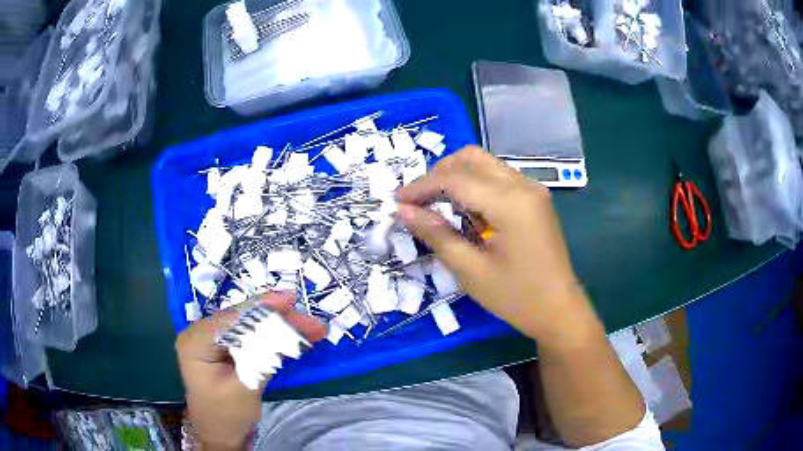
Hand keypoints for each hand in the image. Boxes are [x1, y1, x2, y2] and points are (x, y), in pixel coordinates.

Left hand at [176, 292, 325, 449]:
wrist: (220, 433)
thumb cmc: (227, 415)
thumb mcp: (245, 388)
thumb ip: (261, 357)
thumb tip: (285, 330)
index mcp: (195, 341)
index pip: (230, 319)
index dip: (262, 307)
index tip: (290, 301)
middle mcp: (200, 333)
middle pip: (242, 319)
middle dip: (278, 319)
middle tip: (312, 323)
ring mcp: (212, 338)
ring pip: (250, 325)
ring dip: (280, 327)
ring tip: (310, 329)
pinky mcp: (225, 346)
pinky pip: (250, 335)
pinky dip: (273, 336)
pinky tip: (295, 336)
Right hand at [396, 146, 584, 342]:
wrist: (559, 310)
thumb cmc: (516, 297)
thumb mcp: (470, 271)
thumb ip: (436, 235)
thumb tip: (403, 211)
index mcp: (510, 202)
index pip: (456, 178)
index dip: (422, 187)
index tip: (396, 202)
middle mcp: (523, 185)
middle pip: (471, 158)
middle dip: (439, 174)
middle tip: (418, 201)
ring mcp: (532, 189)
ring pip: (485, 164)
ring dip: (456, 177)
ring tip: (437, 206)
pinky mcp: (534, 198)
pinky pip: (498, 177)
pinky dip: (475, 185)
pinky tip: (466, 211)